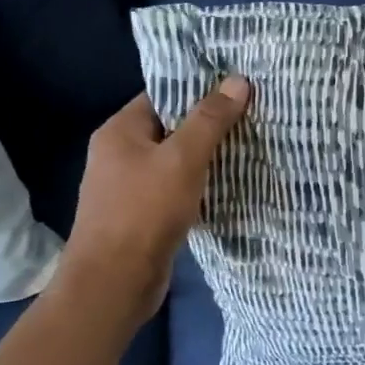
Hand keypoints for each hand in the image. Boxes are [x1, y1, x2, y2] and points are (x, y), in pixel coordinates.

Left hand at [57, 76, 251, 329]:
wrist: (113, 284)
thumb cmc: (144, 211)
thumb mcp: (183, 159)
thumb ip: (210, 119)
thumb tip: (239, 80)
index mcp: (120, 131)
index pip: (163, 95)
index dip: (199, 89)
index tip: (236, 87)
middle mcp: (119, 154)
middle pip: (170, 127)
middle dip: (208, 124)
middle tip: (251, 115)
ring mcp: (128, 187)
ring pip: (174, 161)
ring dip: (205, 157)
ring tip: (248, 146)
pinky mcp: (141, 215)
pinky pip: (173, 188)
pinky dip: (197, 185)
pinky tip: (228, 185)